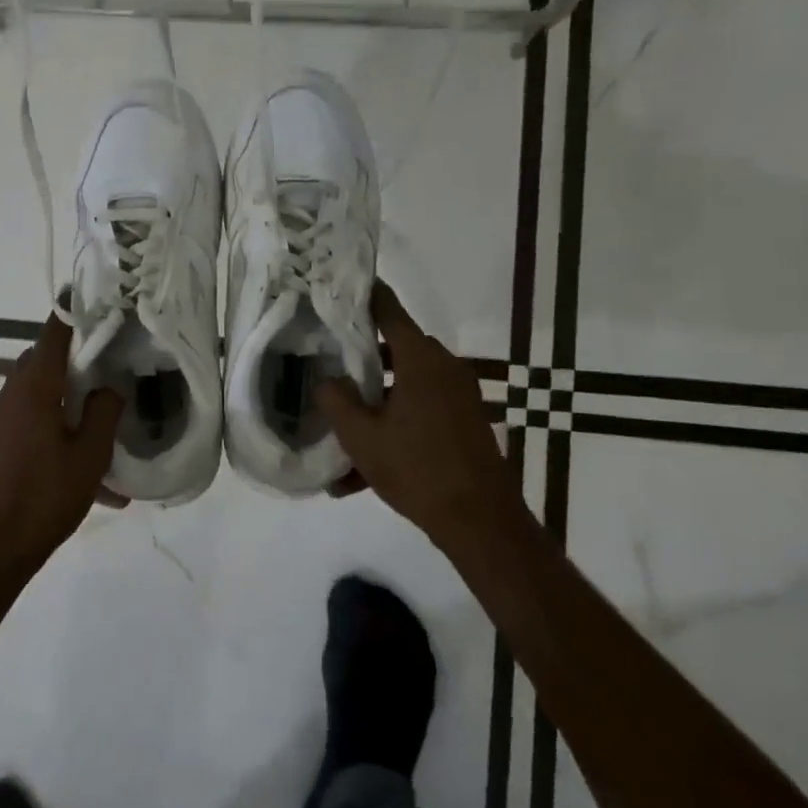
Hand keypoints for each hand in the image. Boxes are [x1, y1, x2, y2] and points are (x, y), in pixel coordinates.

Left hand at [0, 312, 123, 580]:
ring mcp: (2, 421)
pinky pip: (35, 425)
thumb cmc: (44, 497)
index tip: (100, 302)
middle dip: (79, 361)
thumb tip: (109, 387)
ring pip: (43, 395)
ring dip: (72, 404)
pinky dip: (61, 434)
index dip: (76, 312)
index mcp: (34, 386)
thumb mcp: (90, 455)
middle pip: (47, 361)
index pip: (54, 332)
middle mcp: (12, 394)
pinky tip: (94, 479)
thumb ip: (105, 411)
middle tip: (113, 367)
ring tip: (108, 432)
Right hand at [316, 282, 519, 538]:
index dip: (364, 296)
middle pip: (395, 348)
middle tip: (328, 365)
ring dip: (375, 403)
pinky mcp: (464, 421)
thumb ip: (336, 399)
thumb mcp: (361, 436)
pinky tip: (362, 472)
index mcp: (420, 360)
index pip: (388, 310)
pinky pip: (421, 411)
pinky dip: (395, 426)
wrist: (480, 521)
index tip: (339, 286)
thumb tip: (326, 378)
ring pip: (406, 385)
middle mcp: (444, 368)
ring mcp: (459, 395)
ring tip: (341, 433)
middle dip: (361, 358)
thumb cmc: (416, 468)